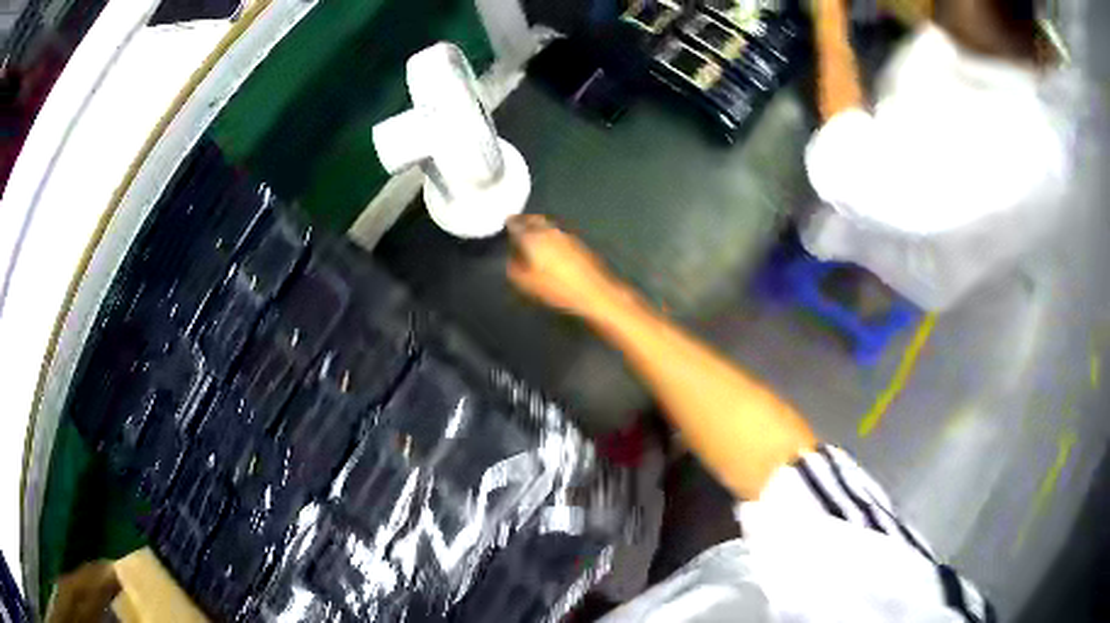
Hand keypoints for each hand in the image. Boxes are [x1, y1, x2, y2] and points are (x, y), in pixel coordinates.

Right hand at [506, 215, 621, 318]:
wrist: (594, 292)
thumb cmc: (556, 289)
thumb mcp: (526, 284)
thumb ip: (513, 268)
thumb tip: (511, 258)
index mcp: (532, 238)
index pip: (515, 224)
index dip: (509, 224)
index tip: (505, 225)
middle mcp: (548, 231)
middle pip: (533, 219)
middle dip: (524, 220)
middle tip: (518, 224)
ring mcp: (565, 234)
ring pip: (546, 224)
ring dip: (537, 226)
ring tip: (532, 234)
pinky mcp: (577, 242)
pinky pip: (557, 232)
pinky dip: (549, 234)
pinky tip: (549, 245)